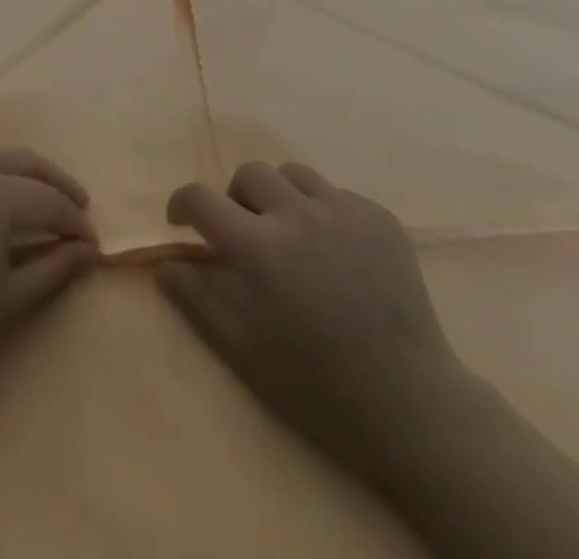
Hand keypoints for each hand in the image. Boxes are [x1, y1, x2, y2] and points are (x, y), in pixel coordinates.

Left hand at [0, 148, 96, 399]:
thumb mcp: (8, 300)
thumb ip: (54, 269)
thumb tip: (86, 250)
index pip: (50, 200)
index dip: (75, 222)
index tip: (93, 245)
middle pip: (26, 162)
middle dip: (57, 182)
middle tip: (79, 206)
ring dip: (25, 174)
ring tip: (42, 200)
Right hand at [157, 161, 467, 477]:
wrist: (412, 403)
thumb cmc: (318, 387)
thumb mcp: (244, 352)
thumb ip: (198, 300)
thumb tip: (165, 265)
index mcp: (260, 248)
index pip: (202, 199)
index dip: (182, 203)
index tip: (182, 221)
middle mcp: (297, 213)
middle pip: (248, 174)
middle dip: (236, 200)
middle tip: (246, 236)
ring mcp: (342, 209)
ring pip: (292, 175)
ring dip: (279, 197)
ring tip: (291, 237)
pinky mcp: (377, 214)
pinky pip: (335, 193)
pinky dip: (322, 212)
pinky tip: (336, 255)